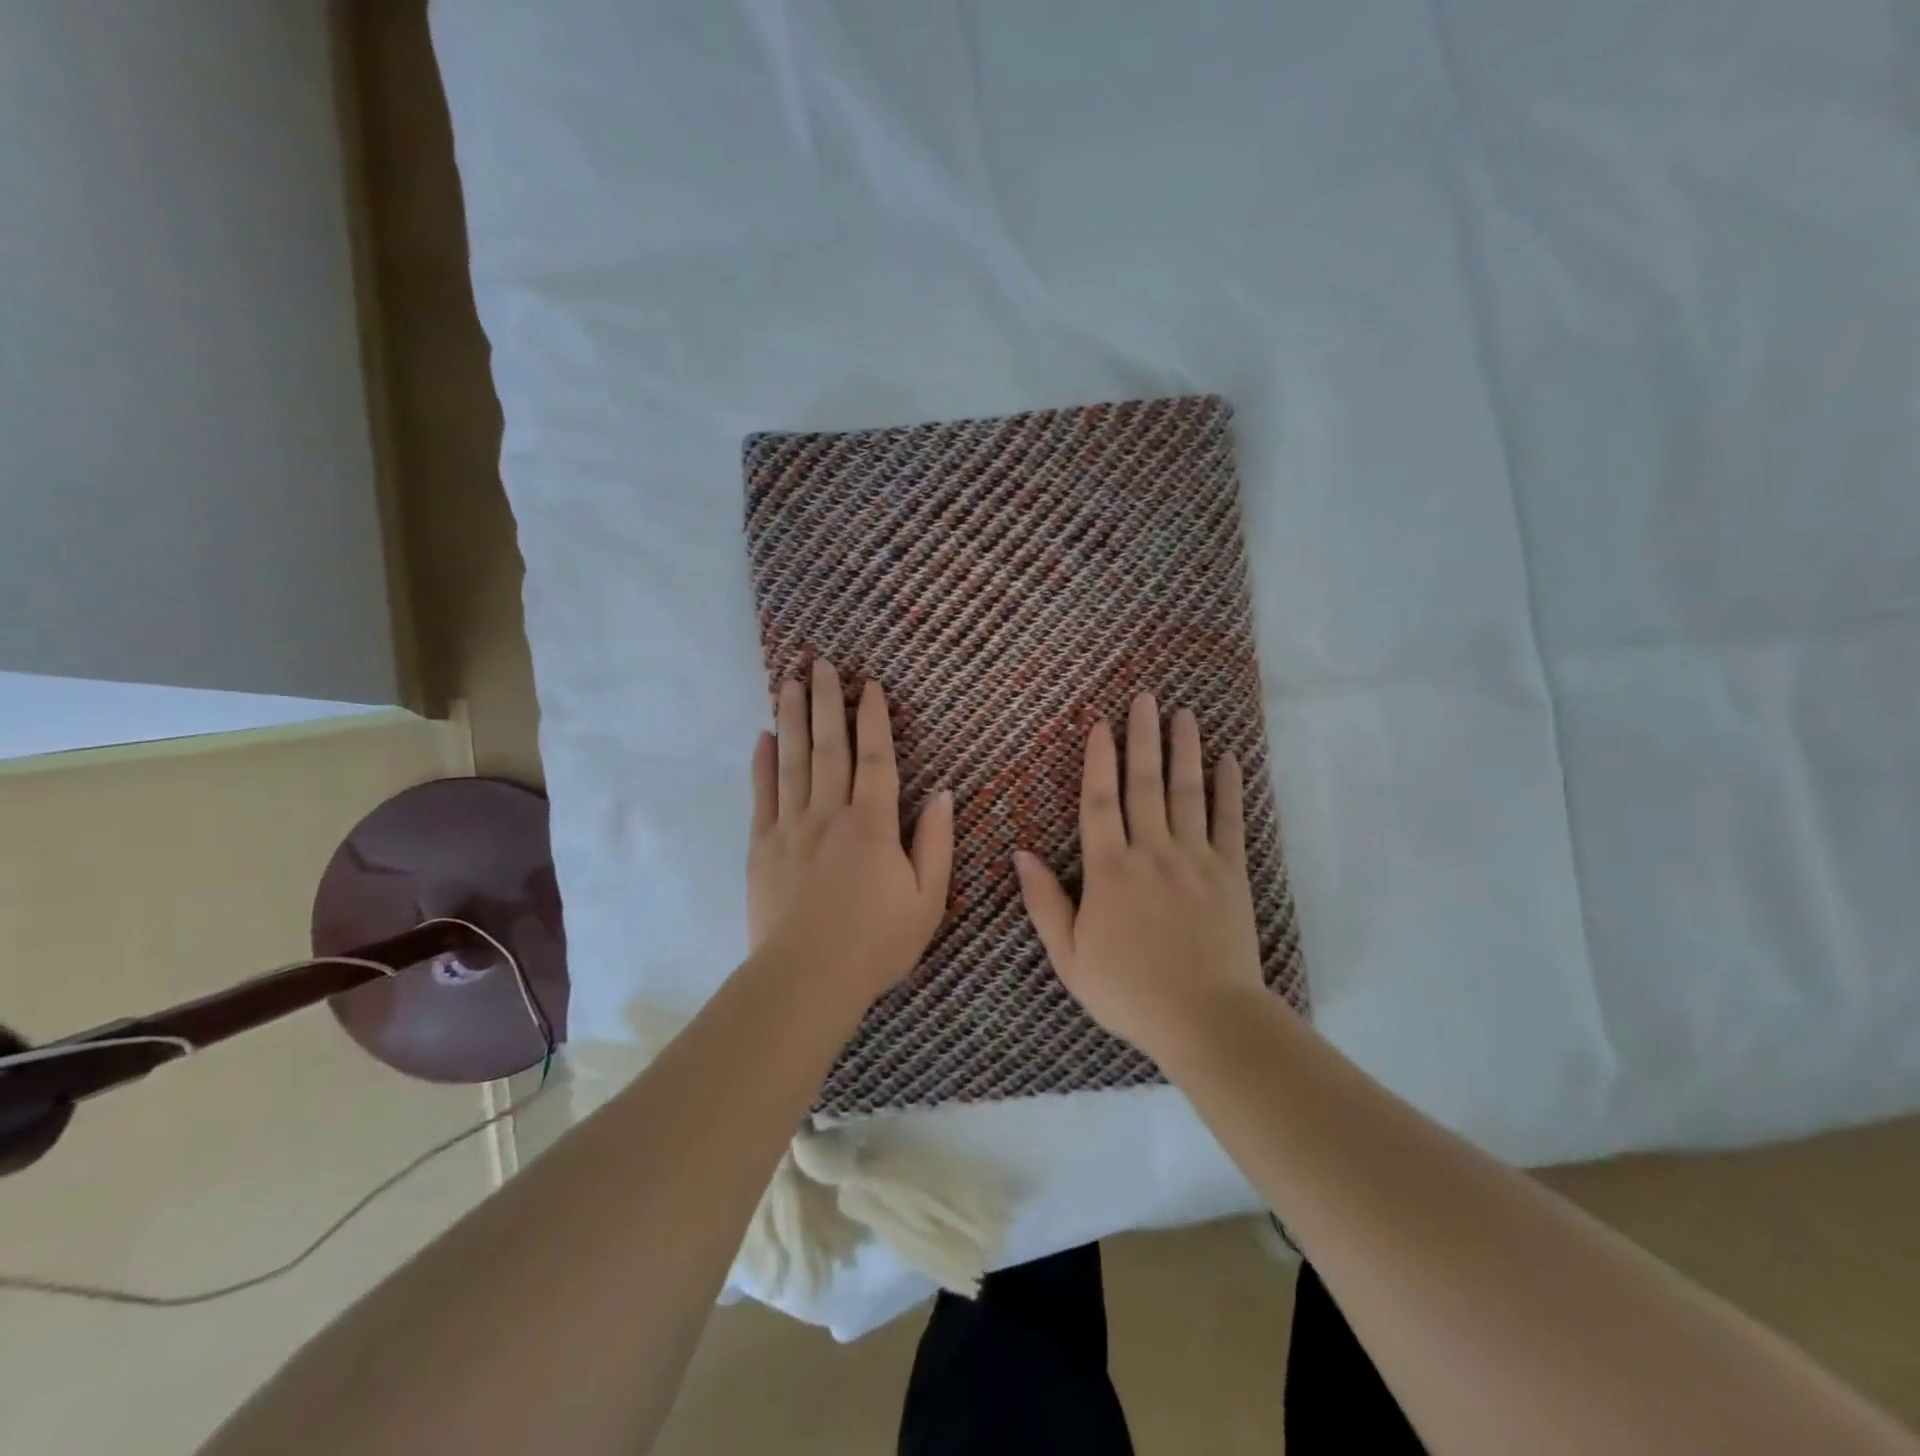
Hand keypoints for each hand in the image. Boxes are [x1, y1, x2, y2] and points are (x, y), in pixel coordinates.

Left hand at [748, 660, 953, 1010]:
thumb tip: (943, 794)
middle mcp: (829, 814)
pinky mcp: (762, 846)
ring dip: (793, 718)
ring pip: (792, 761)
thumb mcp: (928, 900)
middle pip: (828, 747)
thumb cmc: (876, 943)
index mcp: (873, 825)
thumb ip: (936, 844)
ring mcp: (790, 828)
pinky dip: (762, 763)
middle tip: (820, 664)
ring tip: (789, 682)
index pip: (875, 759)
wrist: (807, 979)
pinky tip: (764, 736)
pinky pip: (762, 795)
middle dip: (826, 701)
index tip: (869, 685)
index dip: (873, 719)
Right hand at [1014, 693, 1265, 1064]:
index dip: (1098, 761)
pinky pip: (1230, 822)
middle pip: (1144, 785)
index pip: (1100, 803)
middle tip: (1145, 698)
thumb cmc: (1128, 992)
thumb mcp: (1069, 956)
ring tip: (1184, 714)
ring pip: (1186, 793)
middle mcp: (1151, 853)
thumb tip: (1020, 853)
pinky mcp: (1230, 874)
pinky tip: (1227, 760)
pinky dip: (1228, 789)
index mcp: (1109, 871)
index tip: (1100, 725)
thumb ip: (1044, 902)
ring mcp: (1194, 860)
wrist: (1205, 1019)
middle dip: (1142, 738)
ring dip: (1184, 750)